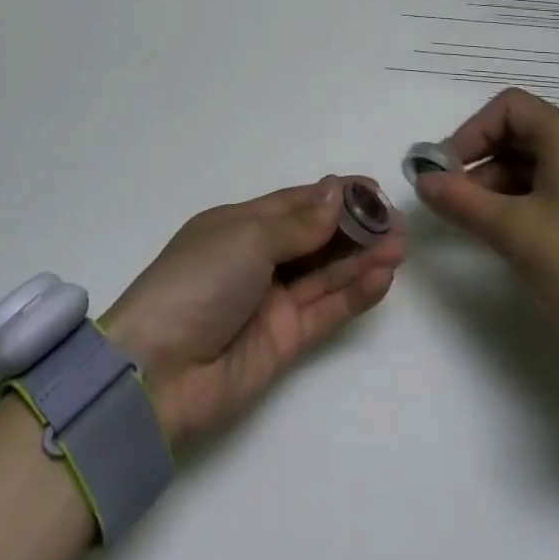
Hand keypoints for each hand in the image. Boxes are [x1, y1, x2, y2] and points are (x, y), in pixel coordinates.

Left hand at [100, 179, 405, 450]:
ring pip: (326, 272)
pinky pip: (327, 309)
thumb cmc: (197, 282)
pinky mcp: (286, 340)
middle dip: (355, 227)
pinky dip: (354, 293)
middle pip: (316, 236)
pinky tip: (383, 277)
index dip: (334, 194)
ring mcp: (273, 300)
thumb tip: (335, 193)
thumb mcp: (246, 239)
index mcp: (240, 225)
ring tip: (399, 245)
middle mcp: (259, 259)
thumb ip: (298, 224)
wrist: (159, 372)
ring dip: (362, 258)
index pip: (296, 203)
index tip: (372, 188)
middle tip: (395, 221)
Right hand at [413, 88, 558, 344]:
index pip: (508, 108)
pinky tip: (516, 232)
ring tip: (482, 222)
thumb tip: (422, 181)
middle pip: (523, 133)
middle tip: (458, 199)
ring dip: (503, 183)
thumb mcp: (512, 231)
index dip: (471, 132)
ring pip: (541, 161)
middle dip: (483, 162)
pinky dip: (530, 197)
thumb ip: (461, 200)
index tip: (448, 170)